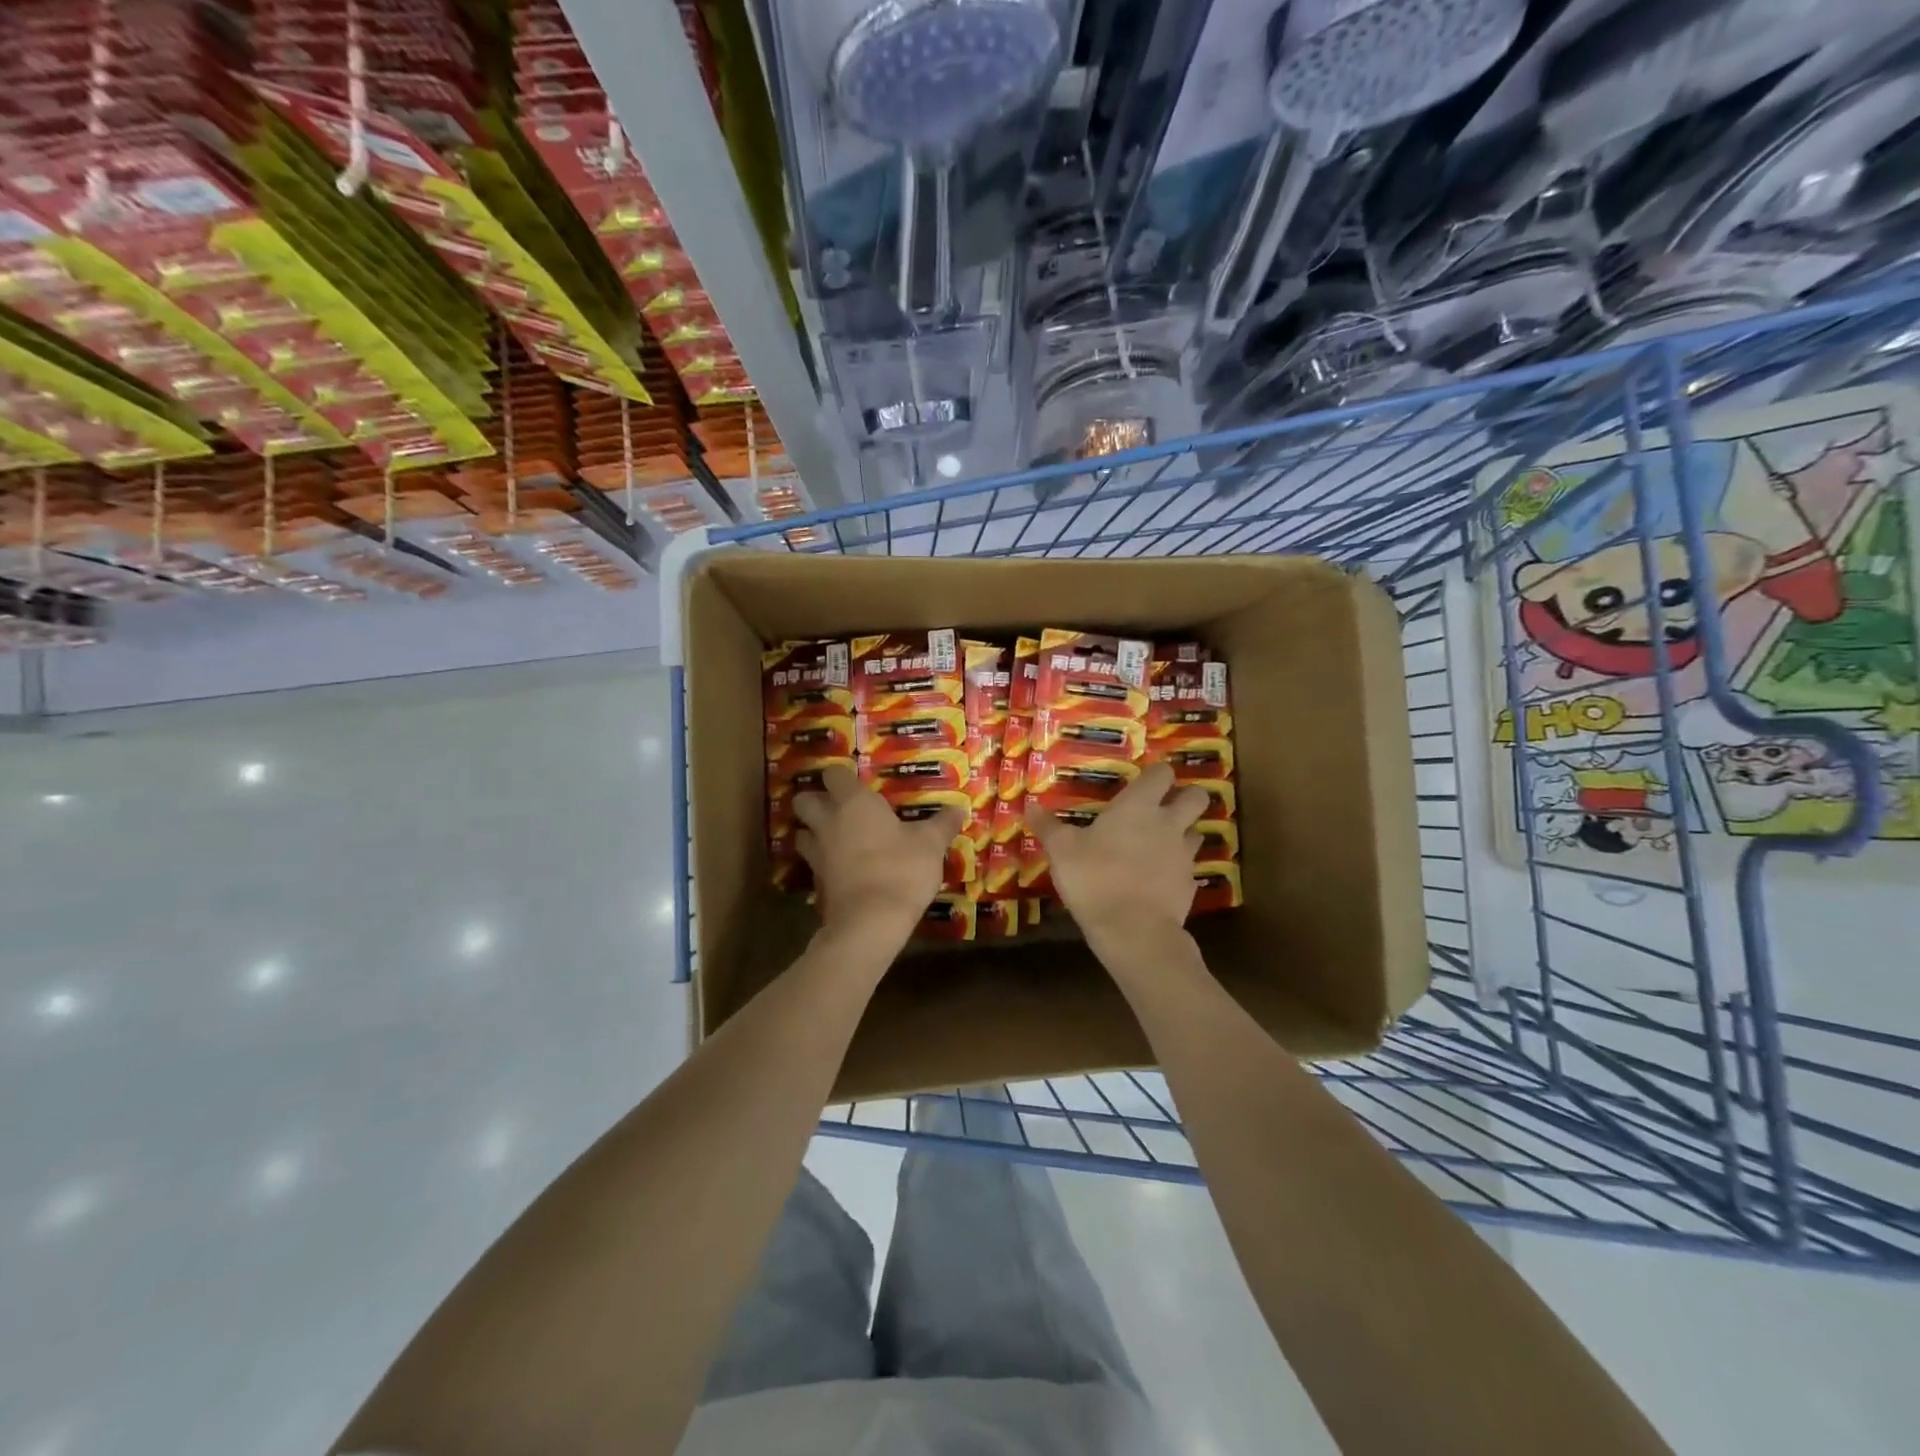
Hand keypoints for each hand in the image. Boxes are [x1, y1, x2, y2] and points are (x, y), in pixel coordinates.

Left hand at [792, 765, 963, 937]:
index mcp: (854, 803)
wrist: (871, 921)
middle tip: (838, 808)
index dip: (841, 776)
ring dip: (812, 832)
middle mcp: (829, 821)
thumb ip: (942, 824)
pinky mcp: (815, 882)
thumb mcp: (931, 845)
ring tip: (834, 838)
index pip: (833, 773)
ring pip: (801, 832)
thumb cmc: (901, 870)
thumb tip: (959, 808)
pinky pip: (811, 863)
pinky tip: (840, 869)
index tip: (857, 784)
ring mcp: (817, 853)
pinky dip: (821, 863)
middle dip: (815, 801)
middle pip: (803, 800)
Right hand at [1026, 761, 1210, 943]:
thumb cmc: (1095, 879)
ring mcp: (1184, 855)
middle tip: (1164, 807)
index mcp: (1139, 806)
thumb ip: (1048, 827)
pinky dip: (1178, 870)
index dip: (1156, 774)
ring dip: (1184, 833)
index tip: (1143, 782)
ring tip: (1162, 844)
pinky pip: (1189, 869)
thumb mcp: (1061, 851)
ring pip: (1198, 832)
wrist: (1133, 931)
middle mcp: (1168, 824)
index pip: (1162, 773)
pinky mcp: (1190, 885)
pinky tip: (1159, 881)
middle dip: (1186, 797)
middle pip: (1197, 796)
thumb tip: (1030, 806)